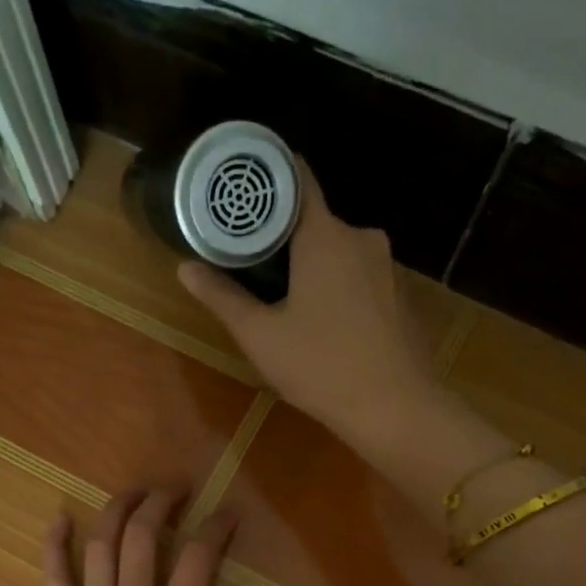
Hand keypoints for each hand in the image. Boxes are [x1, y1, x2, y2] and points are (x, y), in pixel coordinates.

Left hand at [43, 490, 244, 585]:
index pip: (198, 561)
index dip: (216, 528)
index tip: (228, 513)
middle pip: (143, 539)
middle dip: (161, 503)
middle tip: (177, 489)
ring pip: (100, 548)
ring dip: (117, 510)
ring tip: (135, 492)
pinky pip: (56, 582)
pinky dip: (55, 547)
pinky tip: (59, 518)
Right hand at [178, 161, 440, 452]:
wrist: (395, 407)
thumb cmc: (321, 366)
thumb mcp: (261, 335)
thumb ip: (222, 297)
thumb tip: (185, 268)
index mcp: (325, 235)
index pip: (296, 178)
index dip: (267, 178)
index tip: (240, 188)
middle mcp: (361, 237)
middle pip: (314, 221)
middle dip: (282, 236)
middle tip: (248, 260)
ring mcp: (387, 266)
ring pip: (338, 252)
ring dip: (310, 266)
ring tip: (281, 295)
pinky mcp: (399, 295)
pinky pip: (359, 276)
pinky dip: (337, 287)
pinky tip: (323, 322)